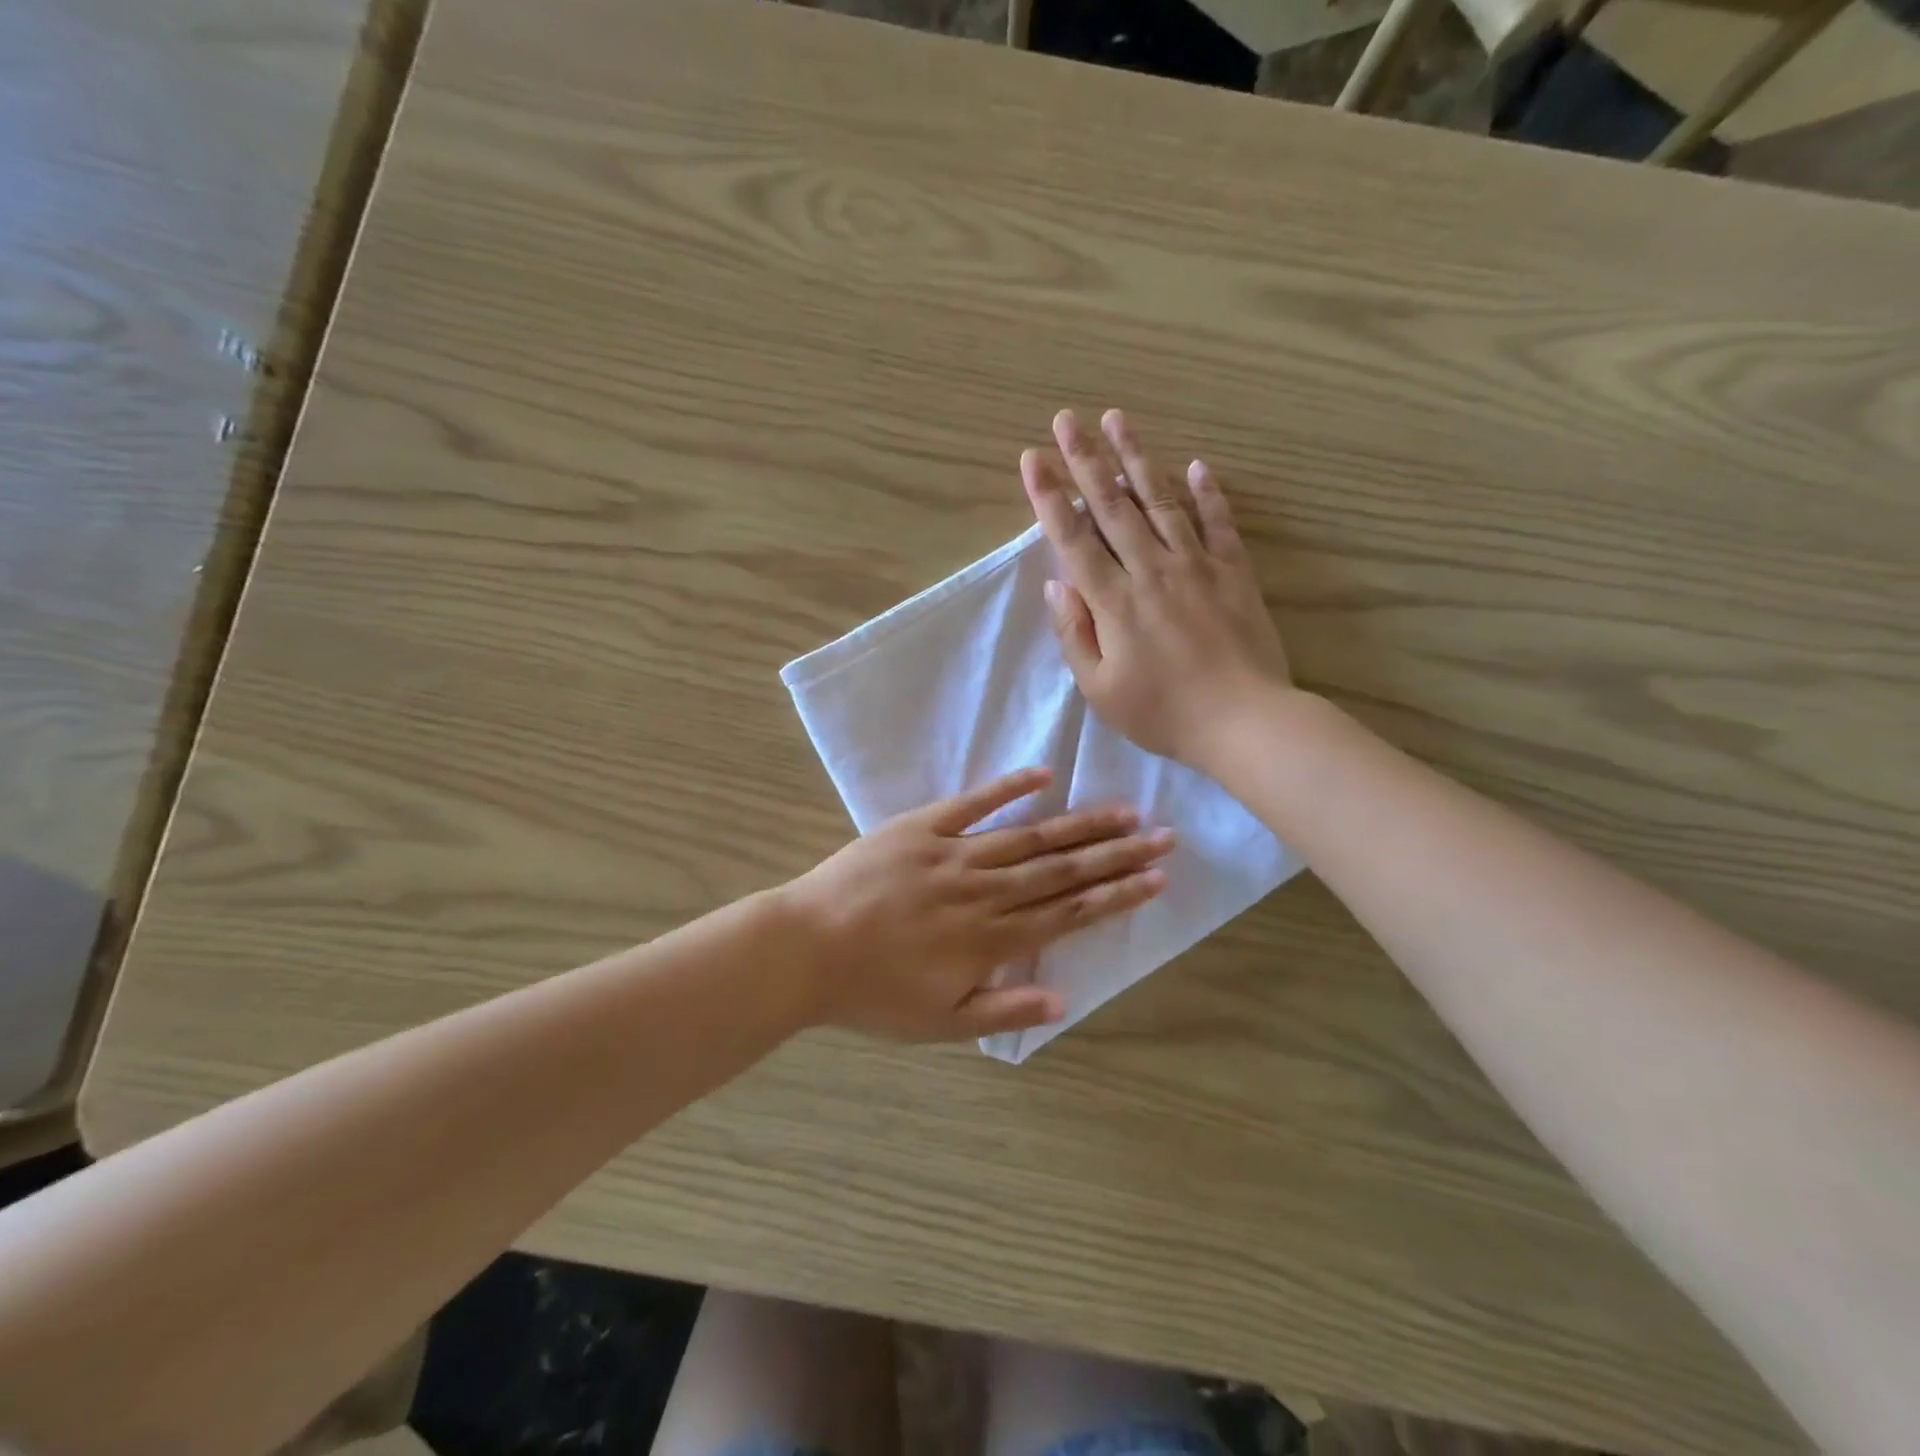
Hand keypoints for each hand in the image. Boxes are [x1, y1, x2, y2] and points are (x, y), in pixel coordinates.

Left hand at [782, 767, 1173, 1040]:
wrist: (806, 948)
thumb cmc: (872, 993)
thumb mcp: (939, 1023)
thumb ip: (1004, 1012)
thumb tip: (1066, 1000)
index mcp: (990, 939)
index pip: (1068, 913)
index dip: (1116, 895)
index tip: (1156, 878)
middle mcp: (983, 891)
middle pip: (1061, 870)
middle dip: (1116, 854)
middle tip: (1162, 835)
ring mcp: (952, 854)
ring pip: (1028, 837)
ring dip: (1079, 823)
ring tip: (1123, 810)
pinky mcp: (920, 828)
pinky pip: (972, 804)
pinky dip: (1008, 789)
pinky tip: (1043, 774)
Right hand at [1021, 409, 1290, 764]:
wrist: (1244, 721)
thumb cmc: (1163, 714)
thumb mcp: (1100, 690)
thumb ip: (1074, 634)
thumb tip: (1055, 585)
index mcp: (1113, 602)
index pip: (1072, 538)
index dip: (1048, 496)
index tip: (1032, 458)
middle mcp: (1150, 570)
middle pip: (1112, 506)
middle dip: (1085, 460)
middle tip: (1067, 418)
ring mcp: (1196, 566)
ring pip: (1160, 501)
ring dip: (1137, 458)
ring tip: (1118, 419)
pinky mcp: (1234, 572)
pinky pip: (1218, 523)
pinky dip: (1208, 493)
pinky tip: (1197, 465)